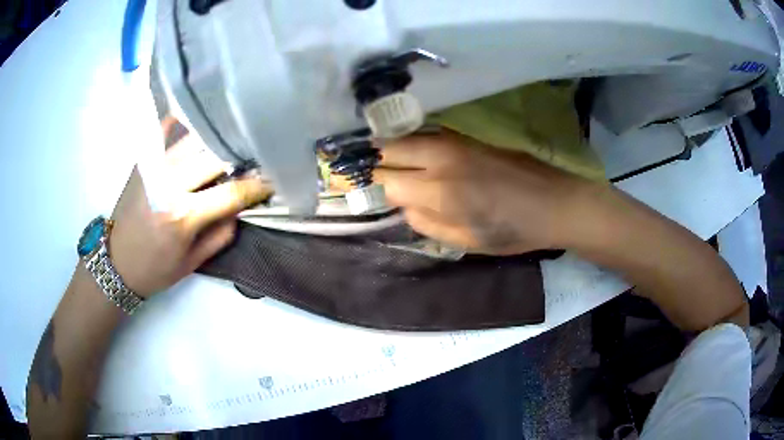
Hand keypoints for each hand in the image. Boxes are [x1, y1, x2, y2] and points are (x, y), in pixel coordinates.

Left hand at [108, 119, 271, 296]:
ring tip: (233, 141)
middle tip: (256, 158)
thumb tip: (239, 209)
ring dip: (218, 140)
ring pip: (195, 140)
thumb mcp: (192, 263)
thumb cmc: (155, 269)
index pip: (232, 193)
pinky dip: (183, 122)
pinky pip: (167, 131)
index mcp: (184, 216)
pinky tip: (198, 119)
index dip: (257, 186)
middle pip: (216, 157)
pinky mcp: (143, 161)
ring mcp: (154, 167)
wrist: (115, 262)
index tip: (274, 181)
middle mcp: (169, 184)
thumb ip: (220, 234)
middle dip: (241, 158)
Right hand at [374, 130, 594, 254]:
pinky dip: (411, 141)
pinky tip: (410, 149)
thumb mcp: (468, 242)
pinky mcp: (467, 135)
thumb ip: (427, 224)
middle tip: (366, 170)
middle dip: (373, 160)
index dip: (370, 187)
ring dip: (388, 146)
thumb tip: (403, 206)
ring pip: (405, 137)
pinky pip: (427, 134)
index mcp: (440, 192)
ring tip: (380, 157)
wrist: (556, 202)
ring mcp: (455, 142)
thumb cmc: (514, 230)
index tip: (359, 190)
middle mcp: (440, 159)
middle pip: (388, 150)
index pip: (385, 182)